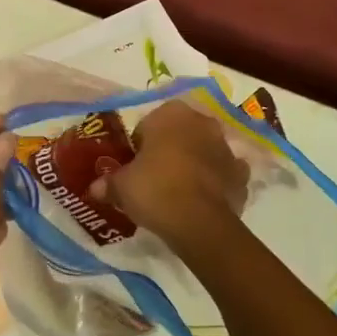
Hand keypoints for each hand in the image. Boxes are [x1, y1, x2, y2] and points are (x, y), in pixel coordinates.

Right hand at [95, 100, 249, 252]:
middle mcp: (202, 121)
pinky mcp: (241, 174)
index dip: (138, 148)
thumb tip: (95, 188)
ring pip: (203, 151)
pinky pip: (223, 174)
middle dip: (169, 151)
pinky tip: (202, 200)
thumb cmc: (155, 189)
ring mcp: (226, 147)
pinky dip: (215, 183)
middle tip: (154, 179)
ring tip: (178, 192)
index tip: (133, 169)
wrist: (199, 222)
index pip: (147, 126)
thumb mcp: (122, 187)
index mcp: (171, 113)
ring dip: (194, 164)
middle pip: (179, 134)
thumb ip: (108, 183)